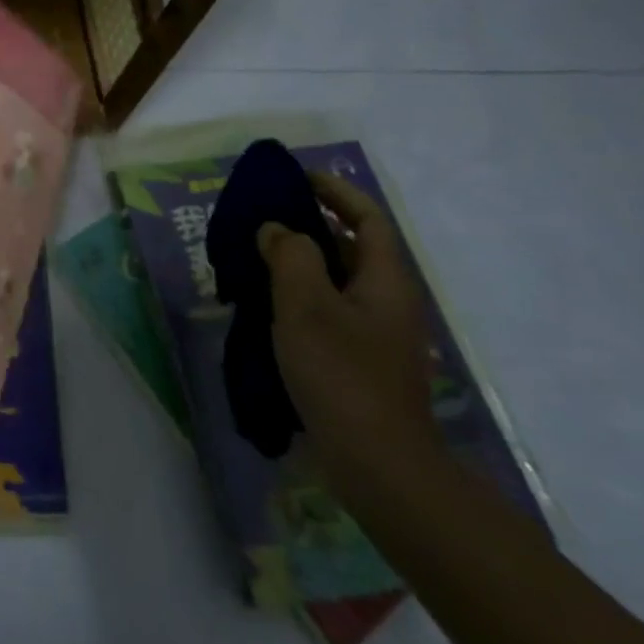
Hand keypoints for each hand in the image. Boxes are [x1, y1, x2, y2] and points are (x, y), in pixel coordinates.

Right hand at [257, 173, 440, 488]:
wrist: (379, 465)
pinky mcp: (360, 364)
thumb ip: (291, 256)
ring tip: (255, 259)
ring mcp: (377, 337)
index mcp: (385, 281)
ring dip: (301, 265)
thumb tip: (278, 231)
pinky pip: (329, 313)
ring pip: (337, 284)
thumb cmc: (342, 373)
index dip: (336, 192)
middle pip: (353, 249)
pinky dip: (300, 299)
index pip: (367, 219)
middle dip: (311, 227)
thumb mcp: (306, 304)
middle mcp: (388, 303)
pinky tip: (267, 309)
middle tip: (264, 219)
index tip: (298, 177)